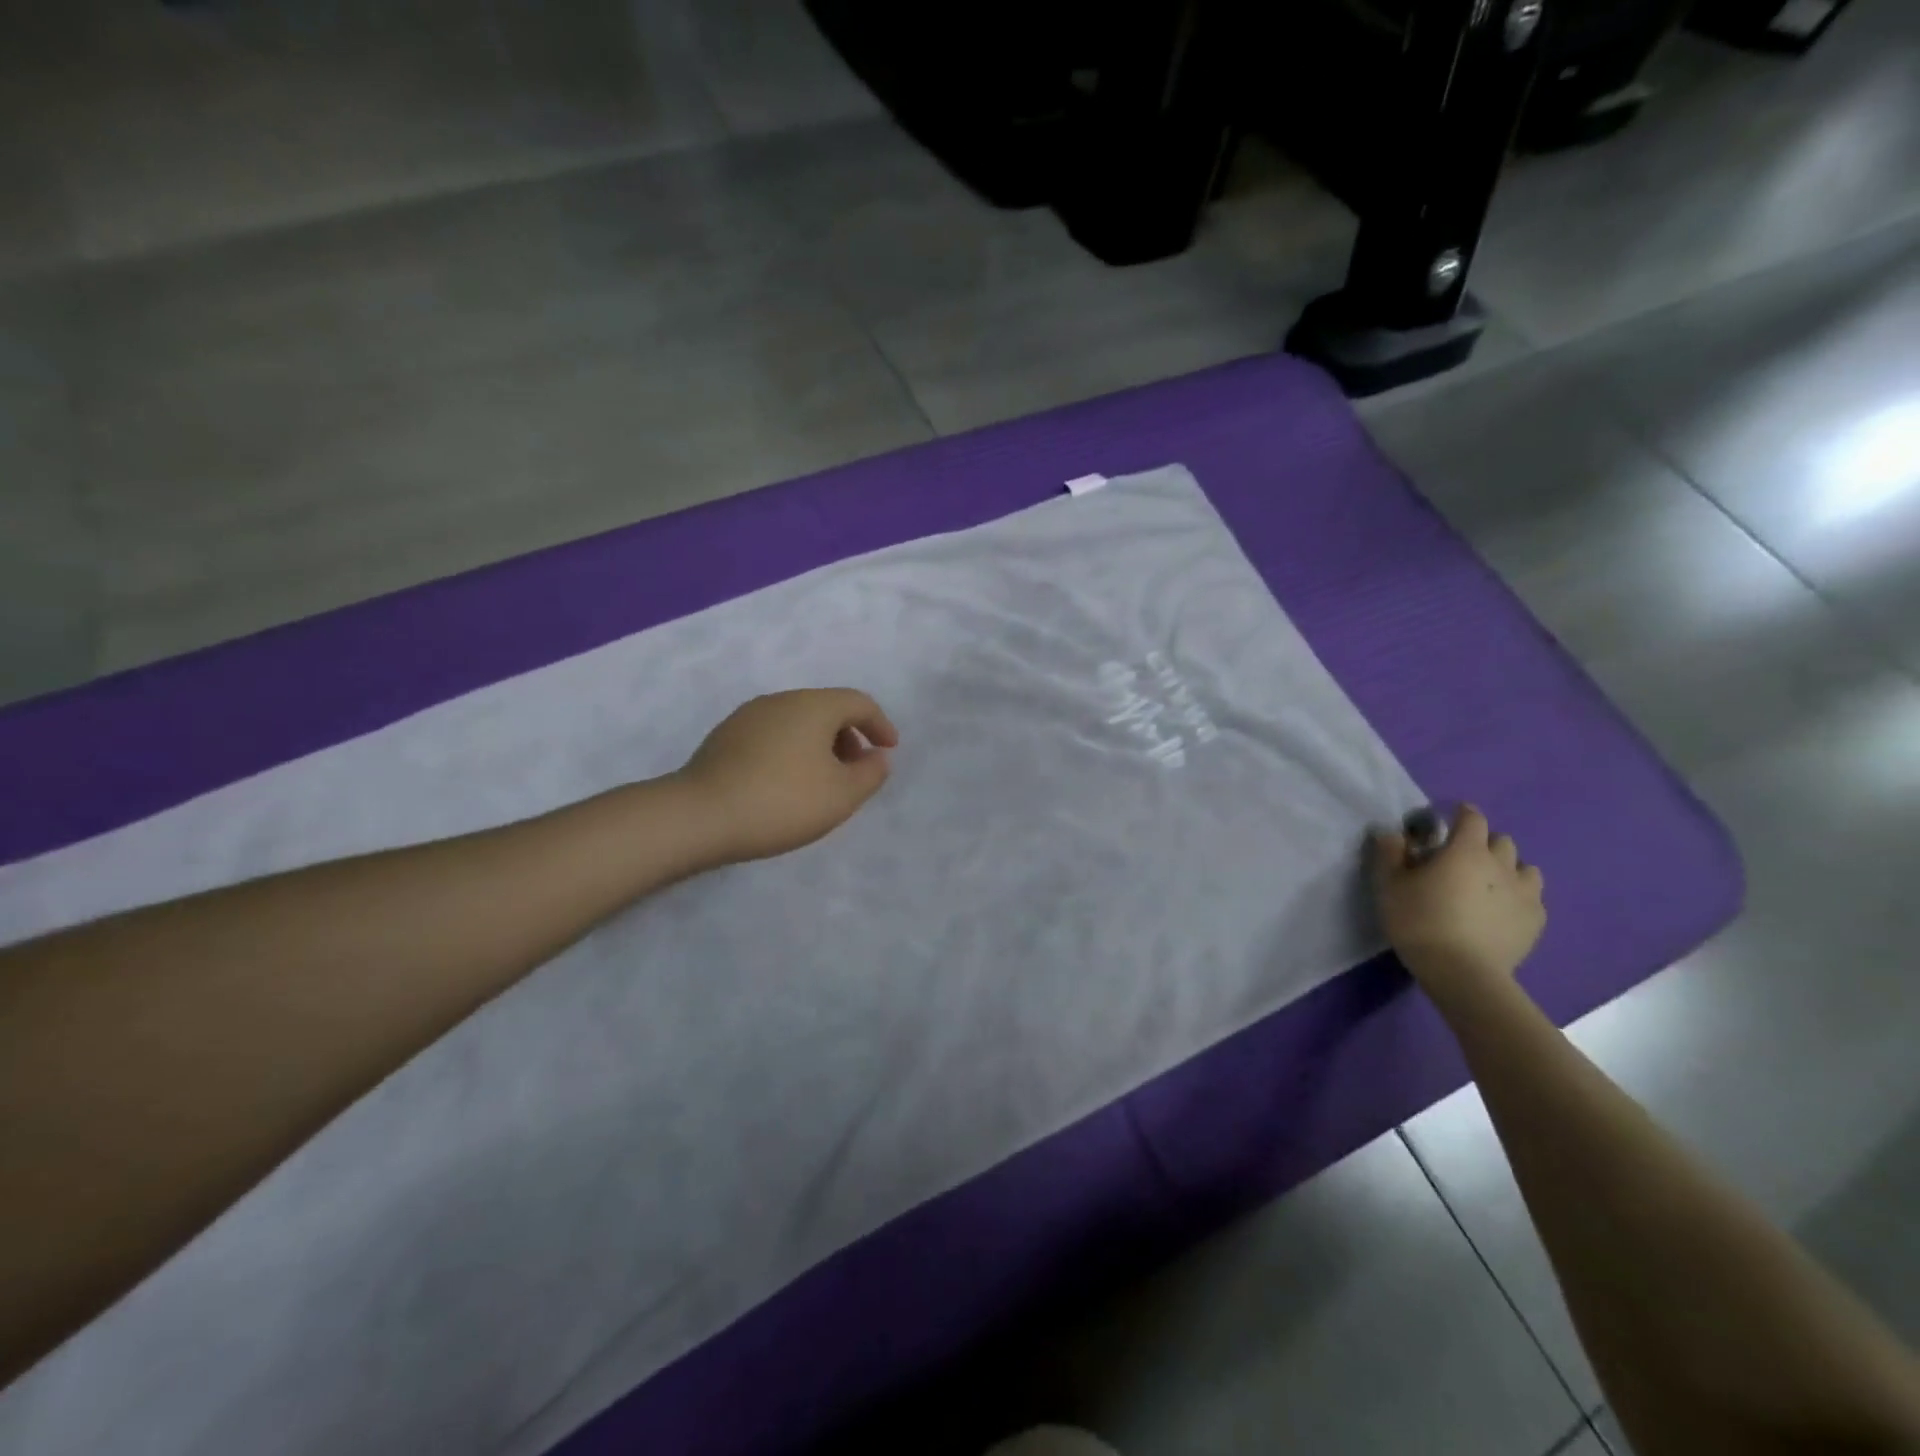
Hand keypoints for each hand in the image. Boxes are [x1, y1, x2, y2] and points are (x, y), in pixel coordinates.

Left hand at [675, 689, 898, 863]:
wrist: (700, 816)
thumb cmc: (782, 801)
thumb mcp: (842, 795)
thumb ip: (871, 774)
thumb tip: (878, 756)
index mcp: (813, 706)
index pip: (858, 702)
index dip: (880, 724)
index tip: (889, 749)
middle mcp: (781, 700)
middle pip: (826, 708)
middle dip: (849, 736)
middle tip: (857, 769)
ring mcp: (747, 716)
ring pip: (797, 721)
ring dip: (819, 744)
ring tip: (822, 781)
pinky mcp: (724, 737)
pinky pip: (773, 734)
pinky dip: (792, 750)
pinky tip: (785, 783)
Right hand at [1371, 806, 1544, 996]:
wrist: (1462, 973)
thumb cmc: (1420, 921)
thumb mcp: (1389, 885)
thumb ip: (1391, 853)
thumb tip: (1393, 834)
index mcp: (1466, 850)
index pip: (1472, 818)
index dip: (1462, 814)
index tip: (1449, 819)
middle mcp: (1502, 865)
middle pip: (1501, 841)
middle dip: (1484, 843)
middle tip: (1463, 859)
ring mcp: (1525, 894)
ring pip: (1525, 868)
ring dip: (1508, 869)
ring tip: (1488, 885)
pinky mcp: (1536, 921)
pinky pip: (1533, 898)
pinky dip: (1519, 897)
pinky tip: (1502, 912)